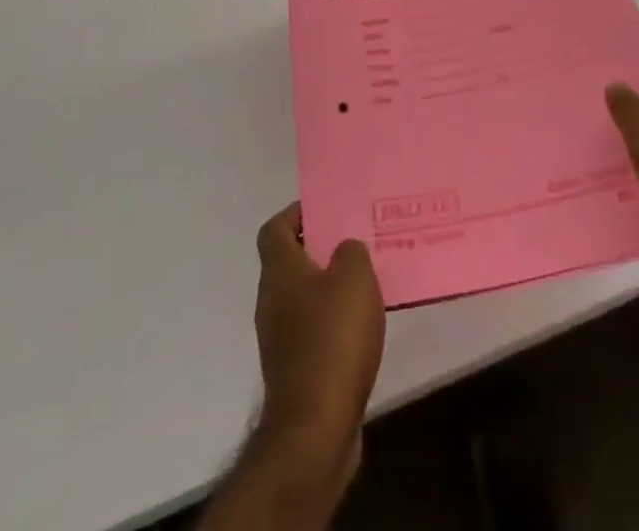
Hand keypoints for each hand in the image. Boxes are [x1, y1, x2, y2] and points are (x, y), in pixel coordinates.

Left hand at [251, 203, 385, 490]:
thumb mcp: (354, 278)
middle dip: (320, 249)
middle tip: (355, 240)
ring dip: (330, 288)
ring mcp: (280, 339)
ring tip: (367, 282)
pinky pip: (314, 332)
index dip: (296, 214)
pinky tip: (363, 328)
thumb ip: (351, 252)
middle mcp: (271, 300)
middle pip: (290, 262)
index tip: (326, 209)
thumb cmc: (332, 339)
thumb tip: (344, 250)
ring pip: (304, 298)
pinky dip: (334, 324)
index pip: (274, 228)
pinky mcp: (296, 372)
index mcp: (279, 271)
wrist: (315, 429)